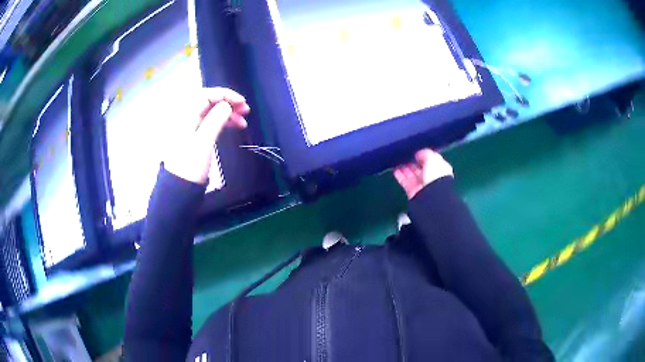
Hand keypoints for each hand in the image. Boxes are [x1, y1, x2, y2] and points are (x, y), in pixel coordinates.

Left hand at [164, 87, 249, 184]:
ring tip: (243, 121)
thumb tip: (227, 105)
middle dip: (228, 103)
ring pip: (211, 112)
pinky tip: (234, 126)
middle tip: (245, 110)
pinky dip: (222, 122)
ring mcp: (190, 127)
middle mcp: (187, 118)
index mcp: (185, 115)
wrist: (179, 189)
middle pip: (209, 102)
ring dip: (227, 113)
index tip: (242, 102)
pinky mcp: (195, 137)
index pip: (206, 95)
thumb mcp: (203, 142)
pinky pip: (210, 122)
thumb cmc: (190, 165)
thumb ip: (215, 120)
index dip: (225, 95)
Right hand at [394, 149, 453, 199]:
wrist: (431, 196)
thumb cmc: (435, 174)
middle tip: (406, 155)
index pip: (432, 161)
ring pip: (412, 175)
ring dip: (405, 168)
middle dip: (413, 162)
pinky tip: (395, 170)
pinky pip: (405, 182)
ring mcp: (422, 185)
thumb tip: (418, 154)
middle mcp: (432, 177)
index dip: (424, 156)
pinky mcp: (413, 191)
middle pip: (421, 168)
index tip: (416, 151)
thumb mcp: (432, 158)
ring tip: (398, 161)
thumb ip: (425, 153)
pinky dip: (400, 176)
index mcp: (440, 169)